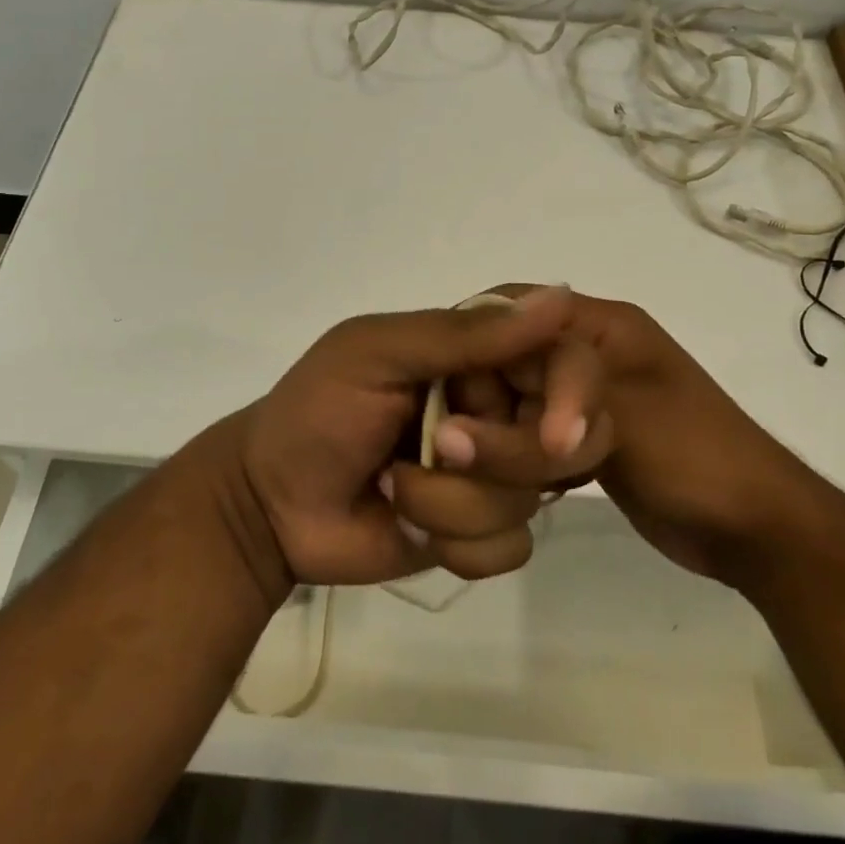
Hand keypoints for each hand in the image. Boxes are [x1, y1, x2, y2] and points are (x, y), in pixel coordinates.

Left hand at [238, 286, 606, 587]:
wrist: (270, 503)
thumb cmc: (317, 411)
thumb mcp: (377, 355)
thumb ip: (464, 335)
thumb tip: (561, 296)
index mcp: (478, 355)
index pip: (564, 359)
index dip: (574, 394)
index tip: (554, 433)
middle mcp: (497, 409)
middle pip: (567, 440)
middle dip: (501, 457)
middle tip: (437, 447)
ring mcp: (492, 474)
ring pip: (530, 500)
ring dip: (453, 503)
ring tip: (392, 486)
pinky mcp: (480, 531)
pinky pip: (510, 547)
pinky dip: (457, 543)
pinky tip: (406, 524)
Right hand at [464, 286, 821, 587]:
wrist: (757, 530)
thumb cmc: (696, 458)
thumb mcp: (621, 421)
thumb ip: (536, 417)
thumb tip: (449, 435)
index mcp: (598, 326)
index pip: (509, 312)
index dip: (475, 350)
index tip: (455, 407)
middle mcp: (583, 352)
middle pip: (502, 362)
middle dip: (487, 408)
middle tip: (479, 454)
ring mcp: (581, 398)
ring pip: (510, 403)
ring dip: (502, 441)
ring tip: (508, 478)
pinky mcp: (579, 438)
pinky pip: (526, 437)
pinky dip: (517, 461)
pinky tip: (519, 489)